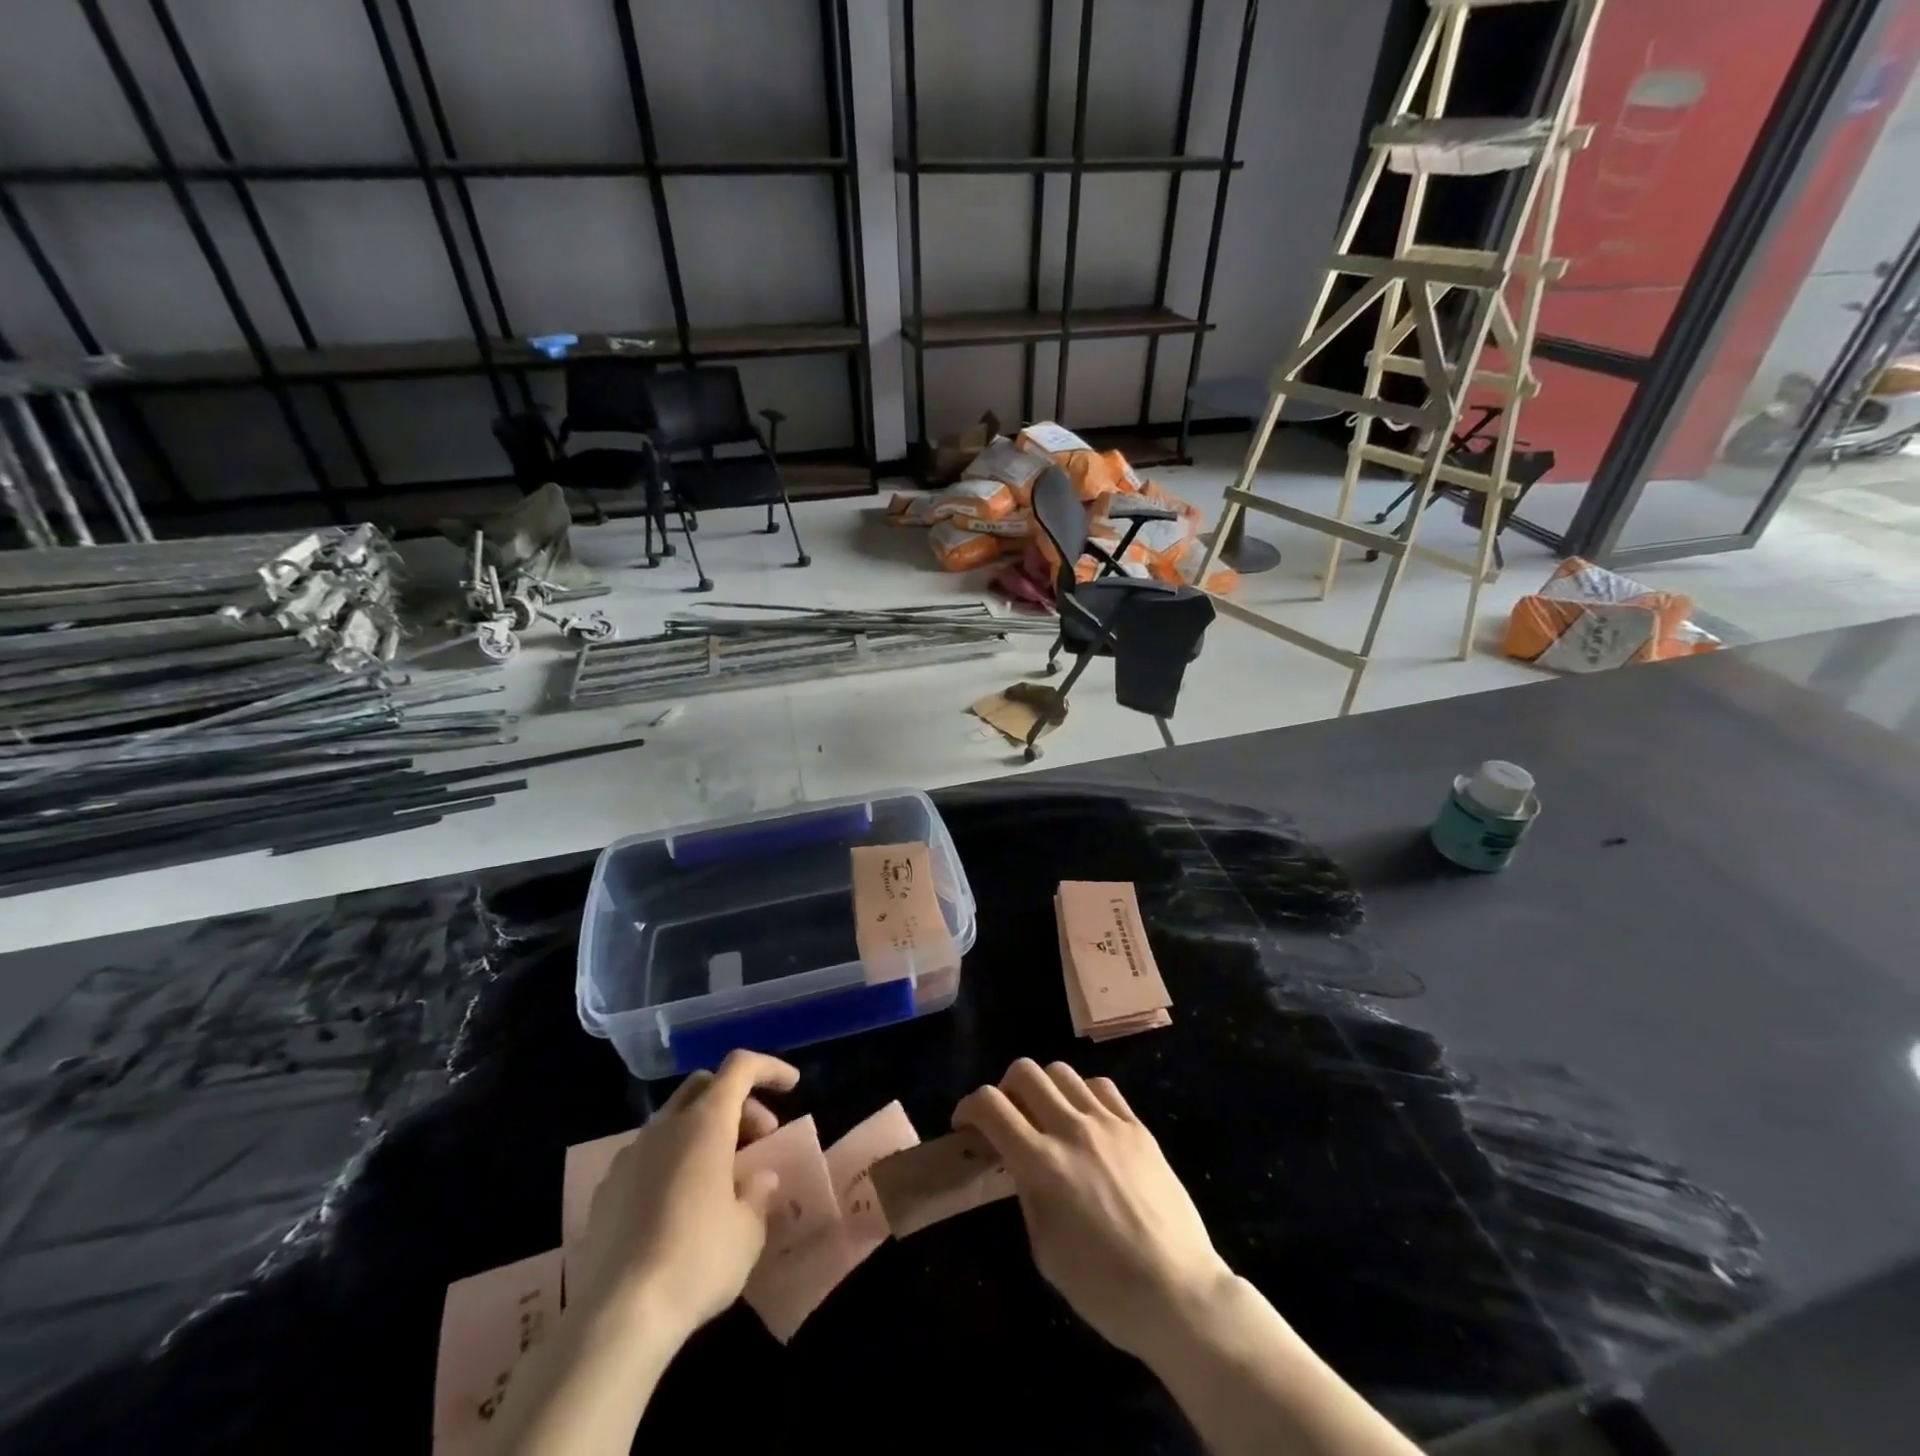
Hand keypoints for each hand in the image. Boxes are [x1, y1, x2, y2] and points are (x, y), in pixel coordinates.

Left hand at [568, 1050, 798, 1341]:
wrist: (614, 1320)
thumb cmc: (697, 1261)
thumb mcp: (748, 1231)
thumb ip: (757, 1193)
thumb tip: (758, 1178)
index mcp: (705, 1123)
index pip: (740, 1067)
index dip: (769, 1068)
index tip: (792, 1086)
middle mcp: (664, 1127)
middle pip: (704, 1087)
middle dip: (736, 1101)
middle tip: (759, 1138)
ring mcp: (629, 1157)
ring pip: (673, 1120)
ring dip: (703, 1132)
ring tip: (721, 1176)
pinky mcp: (604, 1192)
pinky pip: (647, 1156)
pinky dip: (673, 1161)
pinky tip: (679, 1206)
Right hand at [954, 1058, 1233, 1359]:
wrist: (1179, 1293)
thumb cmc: (1104, 1288)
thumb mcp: (1044, 1250)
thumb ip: (1026, 1193)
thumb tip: (1020, 1164)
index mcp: (1042, 1164)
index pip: (990, 1106)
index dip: (968, 1107)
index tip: (966, 1125)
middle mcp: (1072, 1129)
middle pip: (1024, 1072)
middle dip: (1004, 1089)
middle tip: (1007, 1118)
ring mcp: (1108, 1122)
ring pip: (1061, 1071)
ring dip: (1043, 1088)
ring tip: (1047, 1116)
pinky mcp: (1137, 1126)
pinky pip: (1101, 1086)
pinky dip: (1082, 1094)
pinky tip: (1086, 1120)